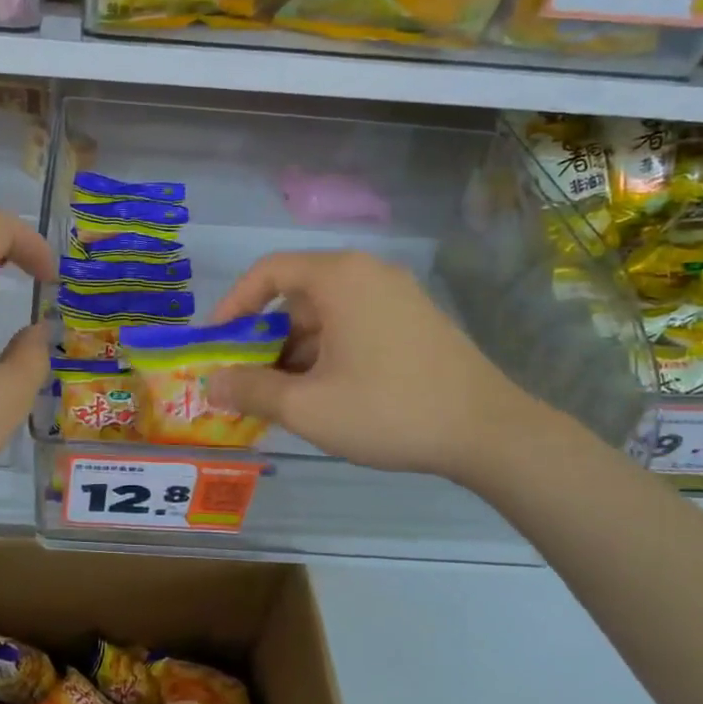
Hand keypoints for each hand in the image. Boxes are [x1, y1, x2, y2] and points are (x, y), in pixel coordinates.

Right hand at [206, 251, 534, 482]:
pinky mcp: (415, 320)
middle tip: (248, 379)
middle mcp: (367, 273)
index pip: (268, 271)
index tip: (217, 343)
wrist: (490, 432)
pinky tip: (326, 394)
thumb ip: (251, 390)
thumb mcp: (308, 406)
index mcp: (339, 277)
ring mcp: (396, 295)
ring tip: (284, 397)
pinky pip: (353, 324)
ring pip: (325, 314)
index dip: (233, 305)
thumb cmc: (389, 409)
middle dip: (264, 338)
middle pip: (296, 295)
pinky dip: (328, 352)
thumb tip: (212, 383)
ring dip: (296, 350)